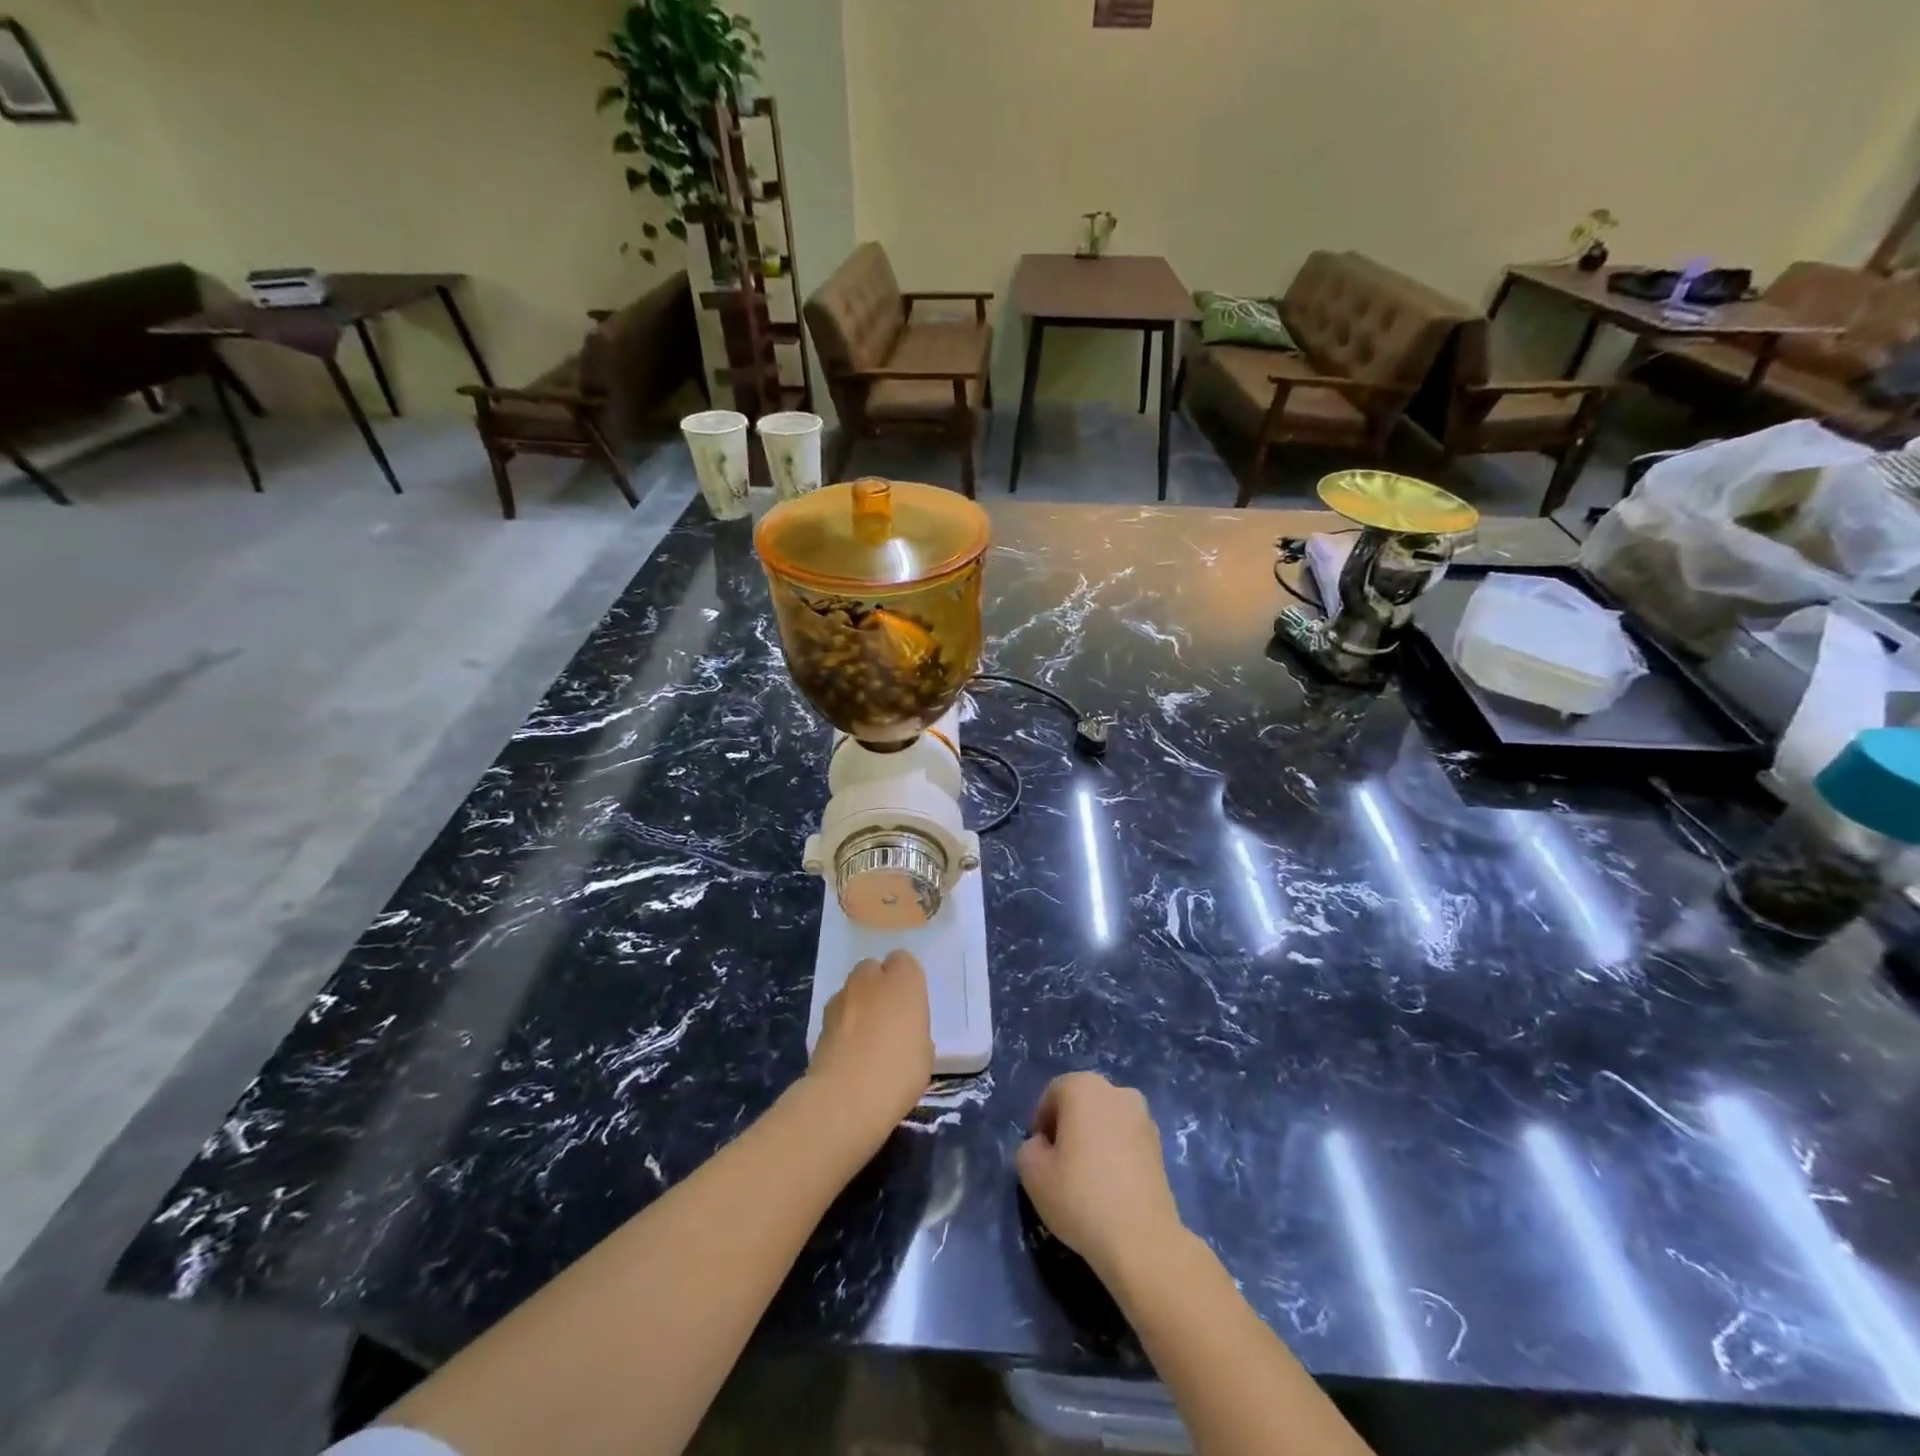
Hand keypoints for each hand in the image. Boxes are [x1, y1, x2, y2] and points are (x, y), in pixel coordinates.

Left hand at [807, 950, 933, 1133]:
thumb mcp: (924, 1053)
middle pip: (873, 969)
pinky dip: (843, 1024)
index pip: (904, 961)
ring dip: (859, 1003)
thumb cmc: (898, 1073)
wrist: (845, 1098)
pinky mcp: (820, 1020)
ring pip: (852, 989)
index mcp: (903, 981)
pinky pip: (838, 1012)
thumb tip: (902, 1032)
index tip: (910, 1004)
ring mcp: (842, 998)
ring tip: (866, 1037)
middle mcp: (870, 980)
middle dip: (879, 985)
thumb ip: (914, 1030)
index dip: (906, 980)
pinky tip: (849, 1050)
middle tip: (888, 1017)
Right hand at [1016, 1073, 1184, 1283]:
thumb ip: (1028, 1149)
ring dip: (1093, 1139)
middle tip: (1060, 1166)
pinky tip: (1111, 1186)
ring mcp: (1142, 1116)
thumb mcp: (1032, 1174)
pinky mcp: (1160, 1144)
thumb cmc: (1080, 1197)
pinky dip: (1115, 1153)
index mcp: (1083, 1087)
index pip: (1052, 1094)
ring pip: (1105, 1121)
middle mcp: (1116, 1091)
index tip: (1040, 1157)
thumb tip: (1043, 1146)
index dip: (1041, 1124)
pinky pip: (1126, 1139)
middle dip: (1068, 1128)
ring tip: (1087, 1179)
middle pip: (1081, 1103)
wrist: (1141, 1238)